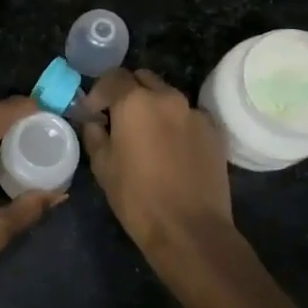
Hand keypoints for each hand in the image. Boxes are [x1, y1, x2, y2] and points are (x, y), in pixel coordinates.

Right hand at [81, 69, 232, 253]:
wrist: (191, 230)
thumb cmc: (137, 198)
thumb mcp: (103, 167)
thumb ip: (95, 135)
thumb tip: (94, 121)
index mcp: (135, 102)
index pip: (113, 77)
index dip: (99, 92)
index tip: (93, 113)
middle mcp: (167, 98)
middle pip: (143, 79)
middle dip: (128, 92)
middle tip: (118, 119)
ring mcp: (195, 113)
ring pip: (167, 96)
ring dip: (153, 107)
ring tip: (147, 136)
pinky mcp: (214, 131)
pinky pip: (189, 116)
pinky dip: (176, 123)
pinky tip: (172, 149)